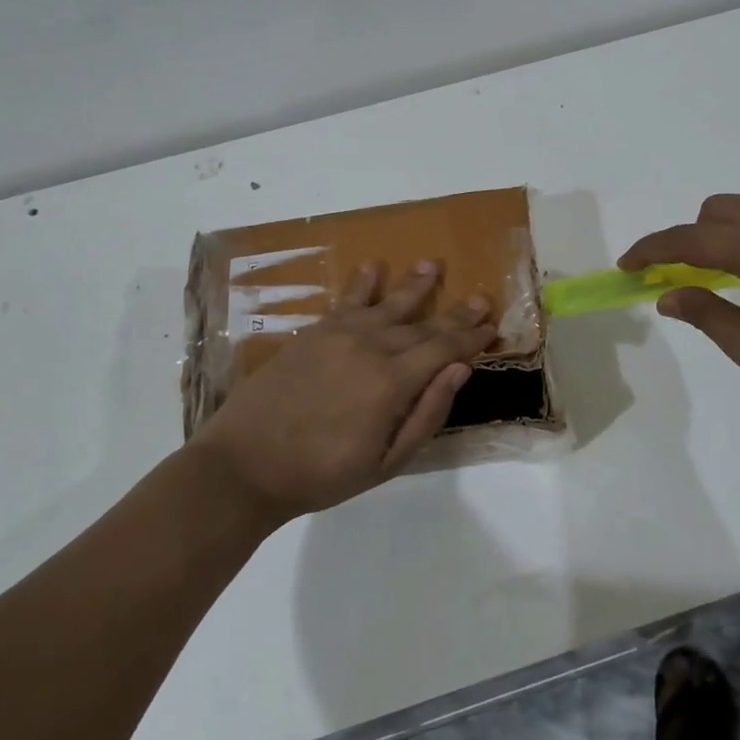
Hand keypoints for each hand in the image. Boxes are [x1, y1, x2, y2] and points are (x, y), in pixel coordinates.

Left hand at [191, 261, 498, 522]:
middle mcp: (371, 347)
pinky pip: (346, 301)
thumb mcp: (385, 462)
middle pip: (422, 325)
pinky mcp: (314, 333)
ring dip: (414, 286)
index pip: (444, 350)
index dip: (471, 339)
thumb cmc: (321, 474)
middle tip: (480, 298)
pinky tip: (374, 267)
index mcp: (392, 382)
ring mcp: (339, 336)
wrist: (246, 464)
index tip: (492, 329)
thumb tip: (460, 370)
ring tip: (433, 265)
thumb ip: (426, 414)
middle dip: (455, 314)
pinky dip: (363, 284)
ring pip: (388, 304)